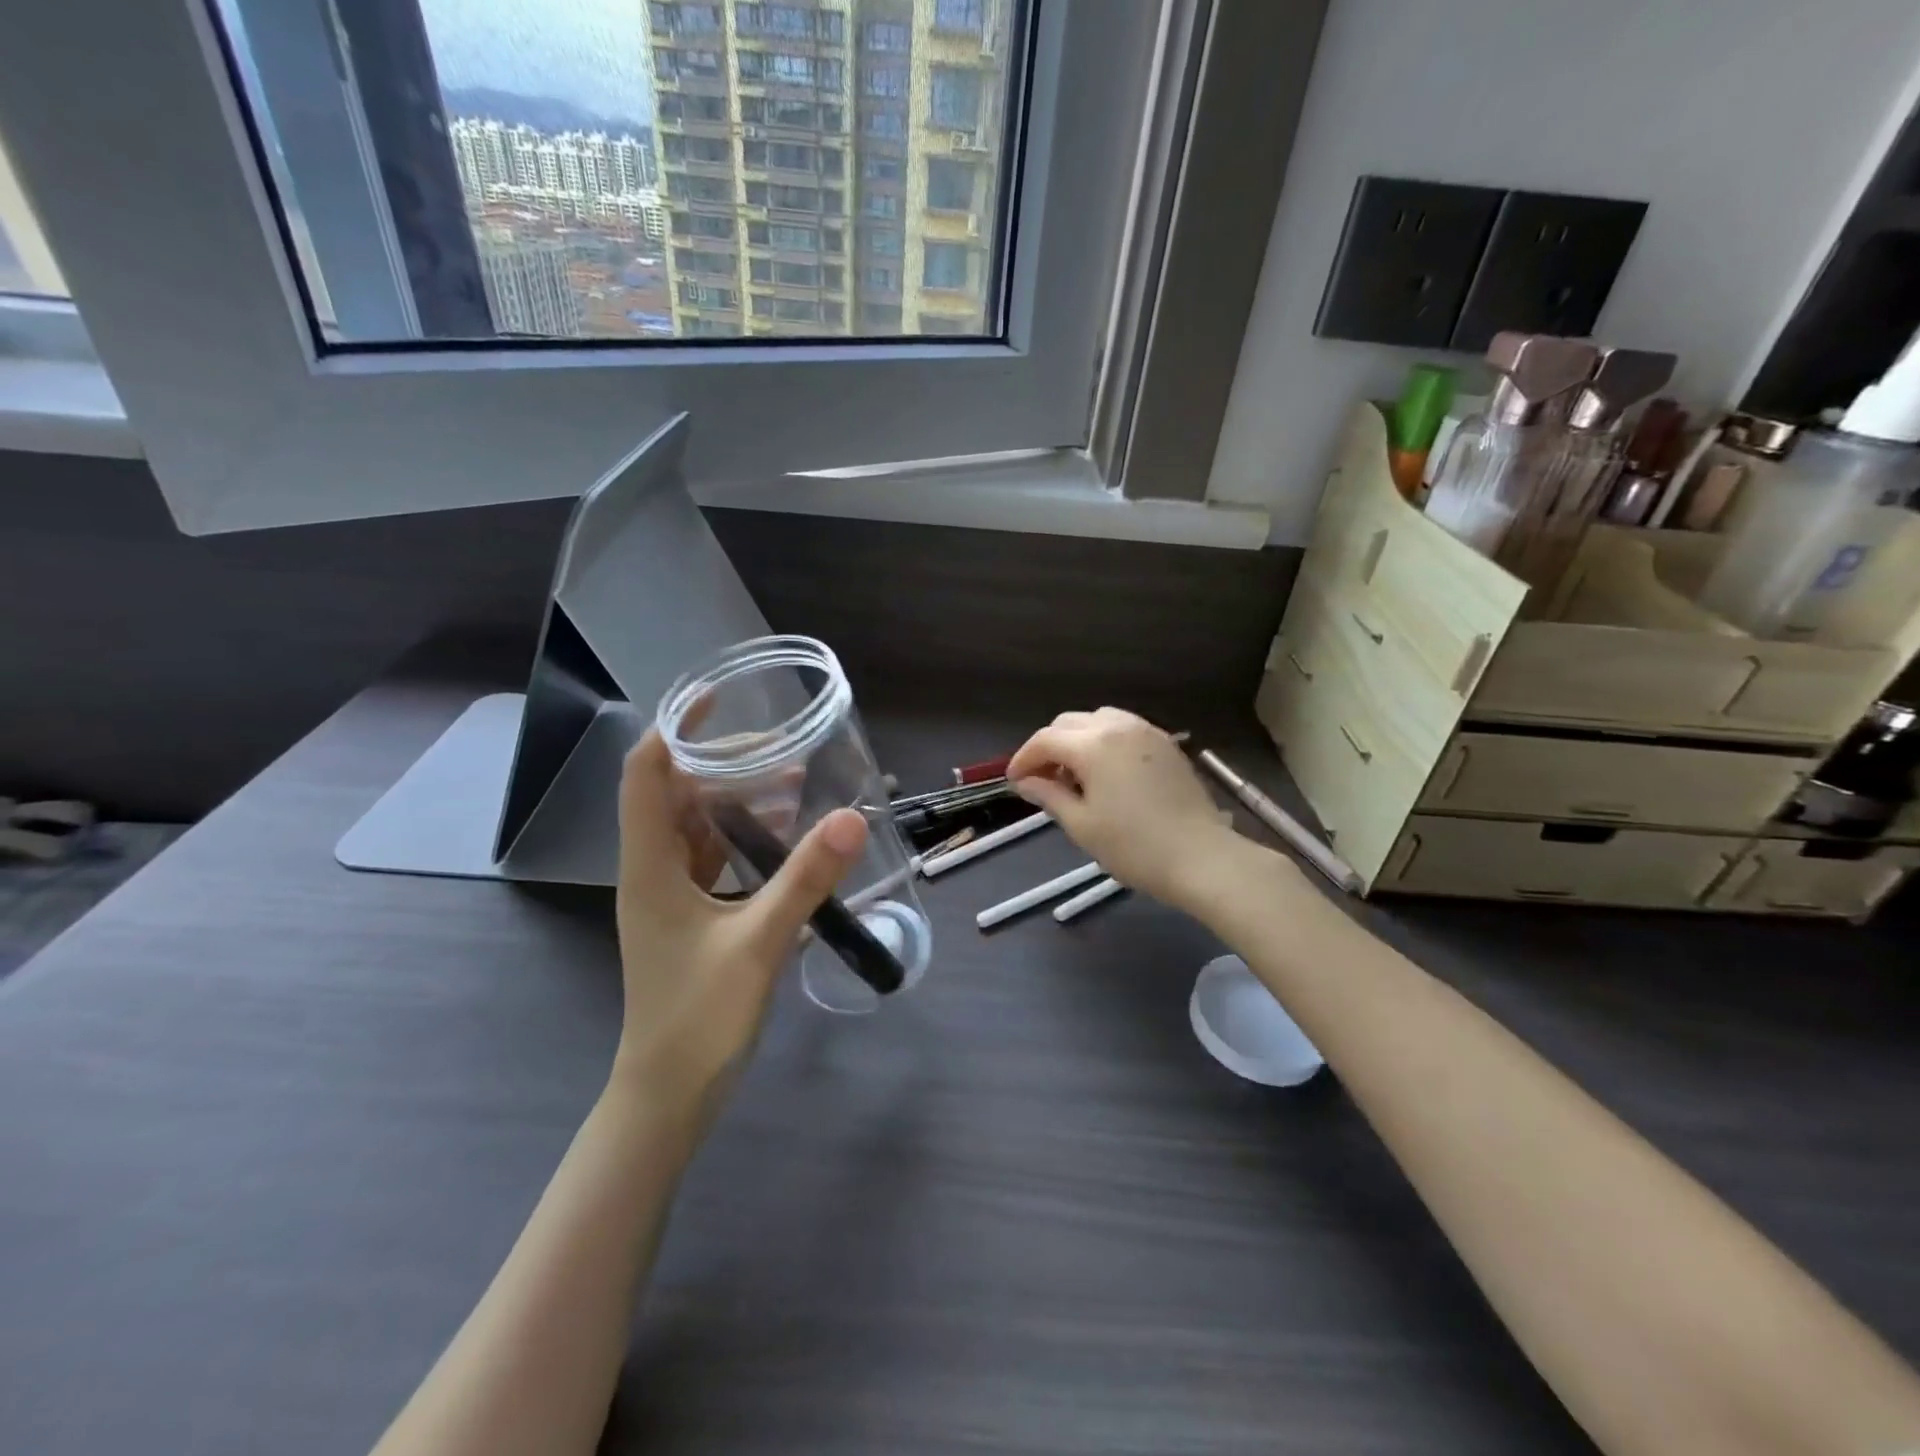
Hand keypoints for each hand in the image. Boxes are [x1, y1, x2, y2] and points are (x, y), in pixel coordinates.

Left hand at [612, 730, 867, 1108]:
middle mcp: (652, 871)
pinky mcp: (689, 917)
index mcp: (650, 866)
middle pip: (677, 794)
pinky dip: (744, 837)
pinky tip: (784, 837)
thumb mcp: (760, 942)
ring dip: (737, 800)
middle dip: (724, 763)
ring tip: (792, 783)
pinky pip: (713, 858)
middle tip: (782, 746)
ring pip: (697, 827)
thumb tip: (851, 817)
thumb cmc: (700, 1018)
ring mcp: (669, 896)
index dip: (674, 730)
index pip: (645, 775)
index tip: (715, 700)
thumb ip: (806, 879)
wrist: (668, 1096)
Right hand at [1007, 708, 1238, 910]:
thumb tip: (1025, 782)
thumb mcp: (1082, 825)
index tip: (1014, 782)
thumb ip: (1049, 796)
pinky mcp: (1166, 744)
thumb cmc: (1134, 847)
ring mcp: (1146, 731)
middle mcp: (1118, 726)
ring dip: (1077, 740)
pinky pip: (1124, 729)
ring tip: (1075, 776)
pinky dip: (1104, 742)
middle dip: (1049, 747)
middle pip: (1069, 723)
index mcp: (1093, 745)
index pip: (1045, 740)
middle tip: (1042, 780)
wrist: (1200, 857)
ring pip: (1098, 720)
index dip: (1023, 758)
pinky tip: (1106, 773)